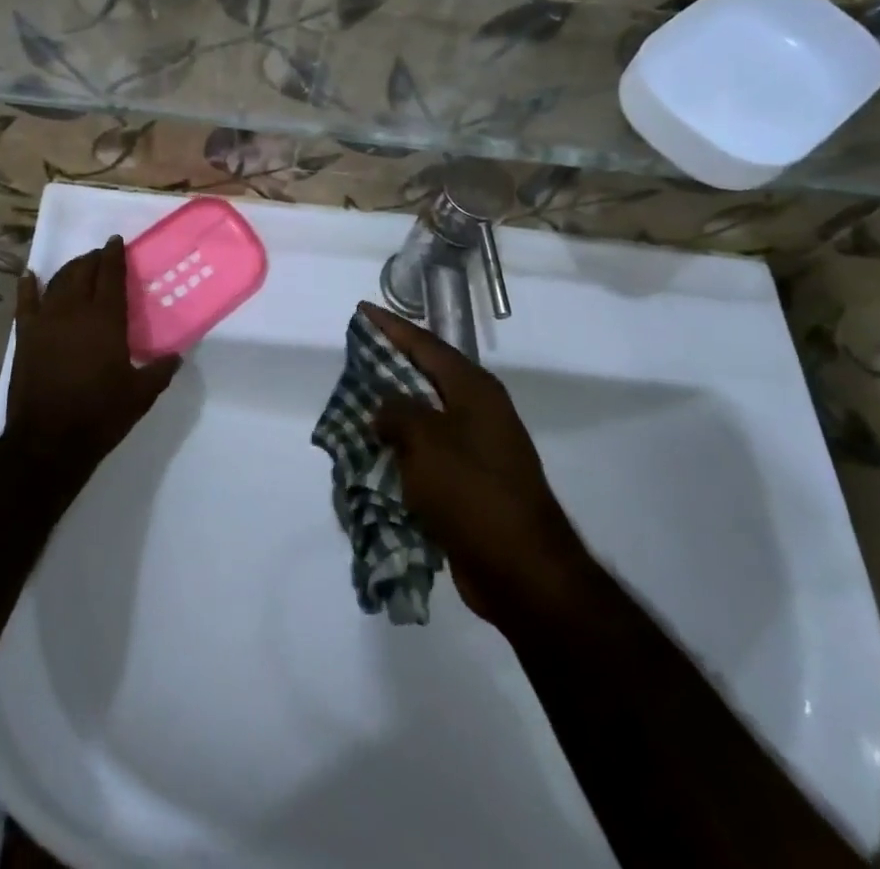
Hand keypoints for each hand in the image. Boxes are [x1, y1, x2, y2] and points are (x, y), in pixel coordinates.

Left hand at [6, 236, 180, 470]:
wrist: (49, 440)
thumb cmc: (100, 414)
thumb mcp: (141, 394)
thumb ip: (160, 370)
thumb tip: (176, 356)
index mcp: (105, 319)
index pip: (111, 275)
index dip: (114, 255)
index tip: (116, 241)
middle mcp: (74, 311)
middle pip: (82, 272)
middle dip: (93, 259)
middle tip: (101, 256)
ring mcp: (46, 321)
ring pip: (57, 282)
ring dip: (69, 269)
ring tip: (79, 266)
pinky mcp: (25, 337)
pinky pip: (25, 303)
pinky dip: (28, 287)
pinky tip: (29, 276)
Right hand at [362, 302, 597, 636]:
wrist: (523, 570)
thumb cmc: (473, 492)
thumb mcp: (426, 441)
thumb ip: (397, 412)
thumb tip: (385, 409)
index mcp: (473, 389)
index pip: (425, 344)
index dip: (391, 326)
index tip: (362, 310)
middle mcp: (478, 411)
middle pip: (427, 376)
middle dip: (391, 364)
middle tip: (355, 354)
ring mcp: (478, 448)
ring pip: (426, 416)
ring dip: (394, 411)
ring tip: (357, 402)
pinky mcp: (471, 483)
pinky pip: (429, 453)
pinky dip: (403, 449)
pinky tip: (376, 453)